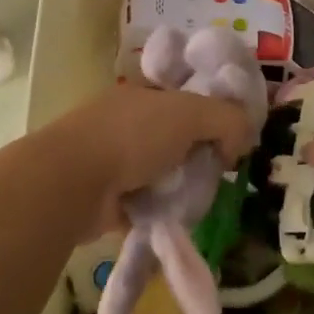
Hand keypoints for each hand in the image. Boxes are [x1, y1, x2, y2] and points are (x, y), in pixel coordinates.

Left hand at [35, 85, 258, 243]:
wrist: (71, 182)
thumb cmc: (132, 136)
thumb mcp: (192, 113)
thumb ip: (228, 118)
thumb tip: (241, 142)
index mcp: (145, 95)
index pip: (189, 100)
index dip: (215, 116)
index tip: (234, 140)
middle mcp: (129, 124)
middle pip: (180, 139)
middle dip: (201, 157)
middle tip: (218, 173)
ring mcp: (115, 161)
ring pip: (166, 173)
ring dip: (183, 187)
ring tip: (198, 199)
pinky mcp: (108, 198)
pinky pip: (149, 203)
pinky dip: (163, 210)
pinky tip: (177, 217)